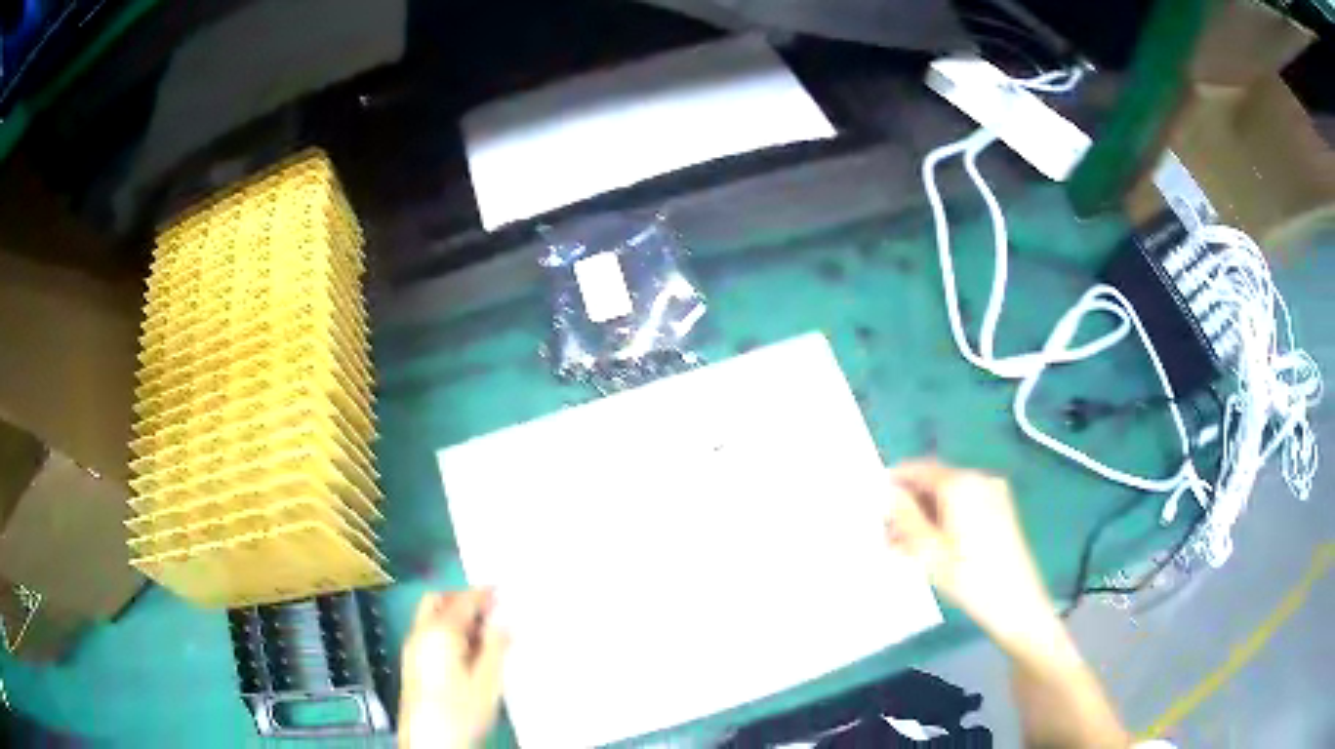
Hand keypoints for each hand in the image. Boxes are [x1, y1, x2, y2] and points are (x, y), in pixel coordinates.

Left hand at [399, 590, 509, 748]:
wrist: (429, 740)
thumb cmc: (459, 711)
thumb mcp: (487, 681)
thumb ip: (496, 648)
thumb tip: (503, 624)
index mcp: (439, 632)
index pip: (462, 601)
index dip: (482, 593)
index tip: (500, 590)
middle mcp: (420, 634)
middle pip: (437, 601)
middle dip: (462, 599)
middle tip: (489, 609)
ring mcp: (413, 649)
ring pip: (431, 617)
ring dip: (455, 616)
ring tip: (484, 632)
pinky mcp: (413, 664)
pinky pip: (429, 633)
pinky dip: (448, 631)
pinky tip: (467, 650)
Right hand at [883, 460, 1055, 643]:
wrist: (1017, 604)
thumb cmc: (970, 578)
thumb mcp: (930, 552)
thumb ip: (905, 518)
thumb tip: (887, 494)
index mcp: (962, 484)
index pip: (920, 469)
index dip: (895, 480)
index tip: (872, 499)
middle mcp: (980, 480)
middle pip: (935, 482)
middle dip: (908, 504)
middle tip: (884, 531)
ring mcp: (993, 494)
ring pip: (948, 497)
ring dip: (923, 515)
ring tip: (901, 547)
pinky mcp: (1000, 511)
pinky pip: (963, 506)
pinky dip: (943, 520)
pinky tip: (927, 547)